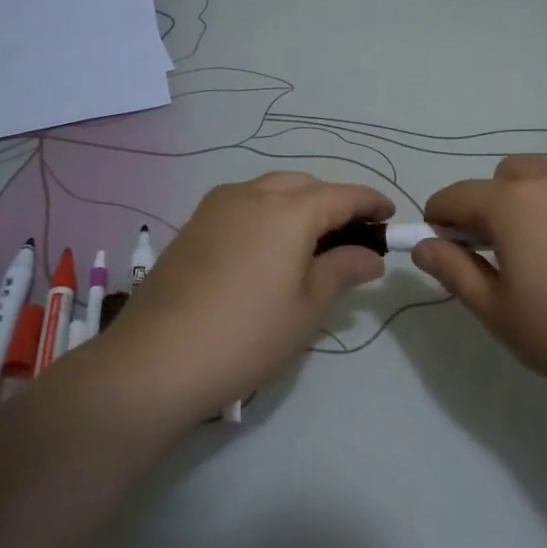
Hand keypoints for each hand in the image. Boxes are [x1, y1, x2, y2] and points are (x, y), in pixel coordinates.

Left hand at [88, 172, 393, 422]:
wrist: (155, 361)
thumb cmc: (247, 335)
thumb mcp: (308, 307)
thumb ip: (344, 269)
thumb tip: (371, 255)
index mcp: (288, 209)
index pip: (342, 194)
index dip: (371, 203)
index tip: (391, 218)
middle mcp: (251, 194)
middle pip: (305, 186)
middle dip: (334, 203)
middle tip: (353, 237)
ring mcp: (216, 207)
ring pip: (271, 190)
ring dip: (299, 206)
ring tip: (313, 245)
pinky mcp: (193, 226)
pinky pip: (244, 206)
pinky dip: (268, 216)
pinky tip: (270, 251)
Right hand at [413, 156, 546, 411]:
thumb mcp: (497, 312)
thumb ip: (453, 270)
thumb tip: (422, 244)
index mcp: (513, 203)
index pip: (456, 195)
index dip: (440, 217)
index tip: (443, 244)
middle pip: (507, 175)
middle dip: (492, 203)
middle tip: (503, 250)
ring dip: (538, 198)